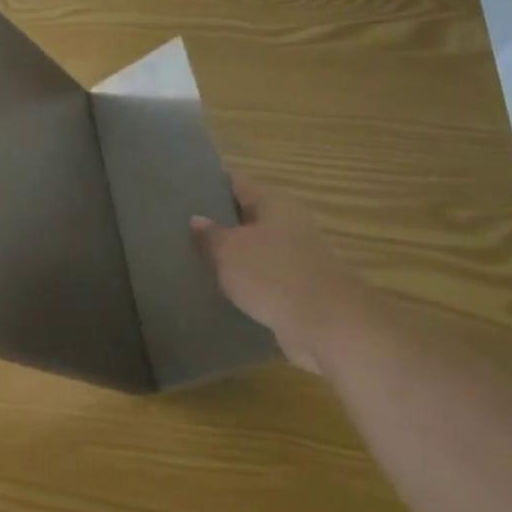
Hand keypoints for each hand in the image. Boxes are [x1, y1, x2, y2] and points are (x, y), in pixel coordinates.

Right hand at [191, 176, 371, 374]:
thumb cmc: (274, 275)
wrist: (330, 328)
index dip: (208, 184)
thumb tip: (197, 220)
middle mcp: (291, 223)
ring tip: (196, 259)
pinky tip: (222, 290)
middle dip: (219, 222)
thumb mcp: (228, 251)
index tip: (182, 191)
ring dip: (233, 256)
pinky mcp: (303, 290)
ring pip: (257, 249)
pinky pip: (267, 278)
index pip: (235, 183)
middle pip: (247, 216)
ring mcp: (300, 257)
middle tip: (181, 227)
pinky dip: (248, 282)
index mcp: (274, 202)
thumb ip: (209, 234)